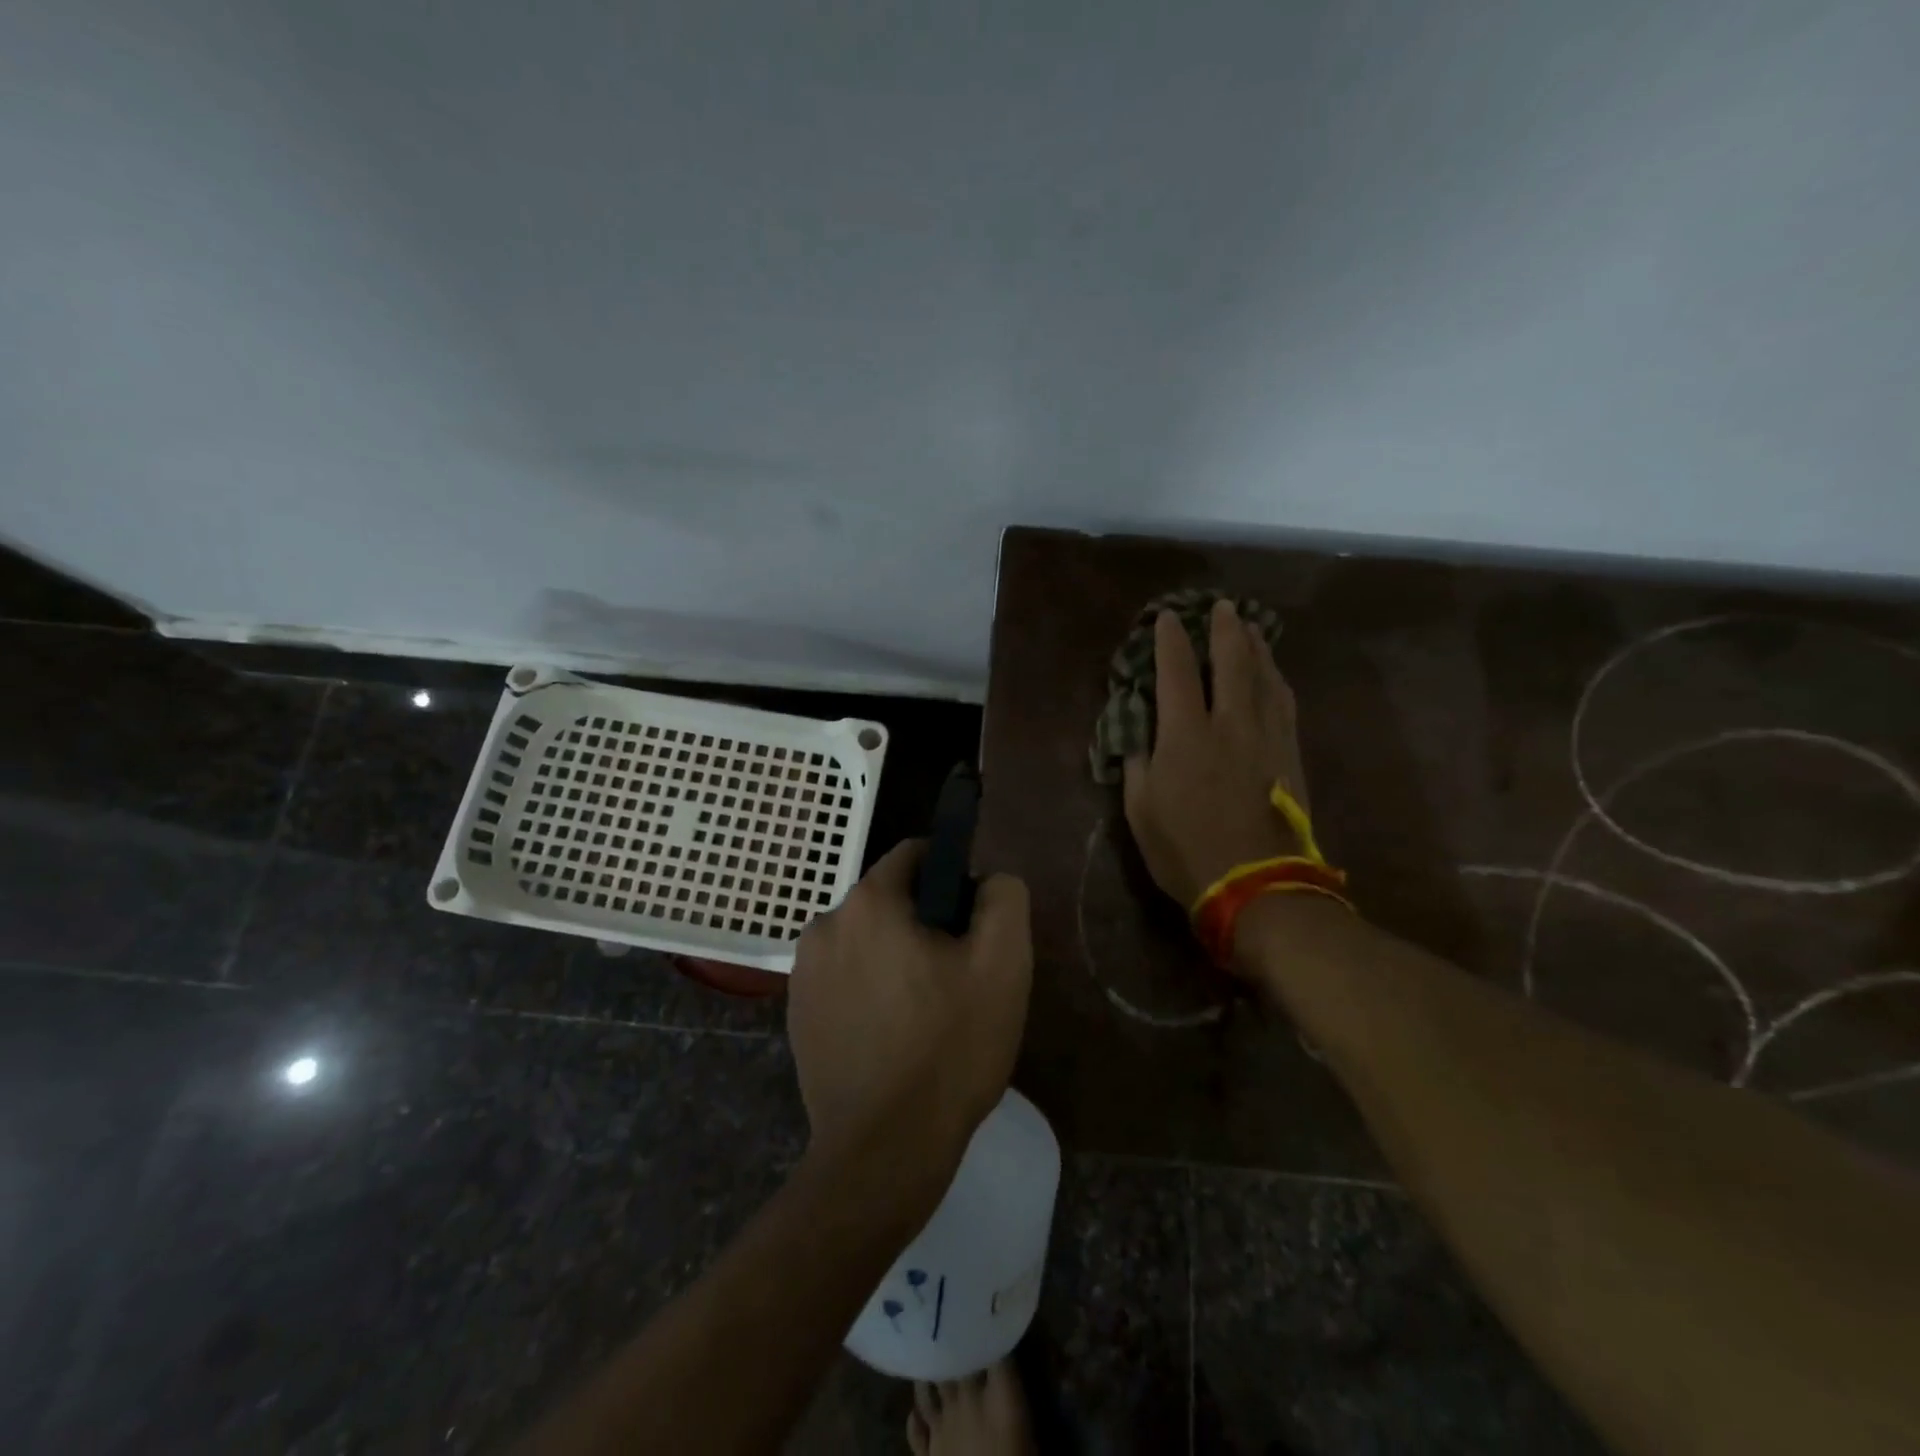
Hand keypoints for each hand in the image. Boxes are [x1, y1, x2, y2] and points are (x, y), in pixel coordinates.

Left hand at [787, 842, 1032, 1191]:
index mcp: (868, 902)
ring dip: (897, 958)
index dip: (954, 879)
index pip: (917, 855)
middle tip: (957, 978)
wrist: (884, 1151)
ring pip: (867, 940)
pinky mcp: (796, 1014)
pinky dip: (871, 989)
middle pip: (891, 899)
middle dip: (926, 924)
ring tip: (927, 1013)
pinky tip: (894, 1036)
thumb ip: (1003, 898)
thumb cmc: (949, 1048)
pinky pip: (845, 977)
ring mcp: (802, 972)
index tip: (973, 926)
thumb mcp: (1003, 964)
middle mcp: (824, 925)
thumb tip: (988, 879)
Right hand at [1123, 600, 1310, 921]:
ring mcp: (1266, 737)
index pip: (1175, 673)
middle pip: (1231, 662)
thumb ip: (1138, 764)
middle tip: (1221, 606)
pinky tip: (1274, 673)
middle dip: (1224, 629)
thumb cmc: (1186, 850)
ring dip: (1256, 646)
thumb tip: (1140, 734)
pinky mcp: (1290, 754)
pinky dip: (1276, 679)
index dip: (1170, 641)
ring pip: (1264, 677)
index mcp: (1185, 736)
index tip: (1167, 618)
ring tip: (1250, 627)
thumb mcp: (1140, 811)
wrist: (1257, 884)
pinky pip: (1284, 703)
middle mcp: (1229, 723)